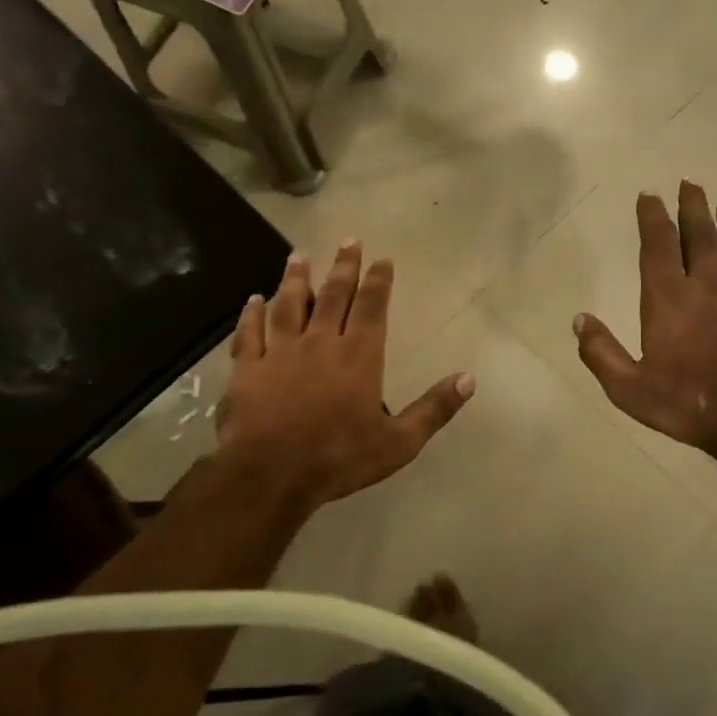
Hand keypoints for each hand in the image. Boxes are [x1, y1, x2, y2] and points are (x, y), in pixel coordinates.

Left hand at [220, 243, 473, 507]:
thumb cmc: (339, 458)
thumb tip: (469, 379)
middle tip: (348, 241)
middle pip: (333, 296)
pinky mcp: (247, 368)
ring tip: (299, 257)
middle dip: (343, 267)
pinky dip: (250, 314)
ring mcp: (279, 353)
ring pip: (288, 305)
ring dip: (295, 280)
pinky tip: (251, 300)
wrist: (270, 475)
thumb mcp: (399, 442)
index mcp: (359, 356)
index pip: (372, 307)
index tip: (382, 258)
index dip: (378, 281)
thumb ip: (434, 408)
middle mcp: (320, 343)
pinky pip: (249, 333)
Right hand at [575, 182, 716, 467]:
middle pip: (702, 233)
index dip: (652, 217)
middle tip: (690, 184)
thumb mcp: (629, 389)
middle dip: (694, 206)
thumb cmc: (688, 403)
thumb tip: (579, 320)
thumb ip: (601, 353)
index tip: (649, 195)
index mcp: (669, 298)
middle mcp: (709, 284)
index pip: (658, 244)